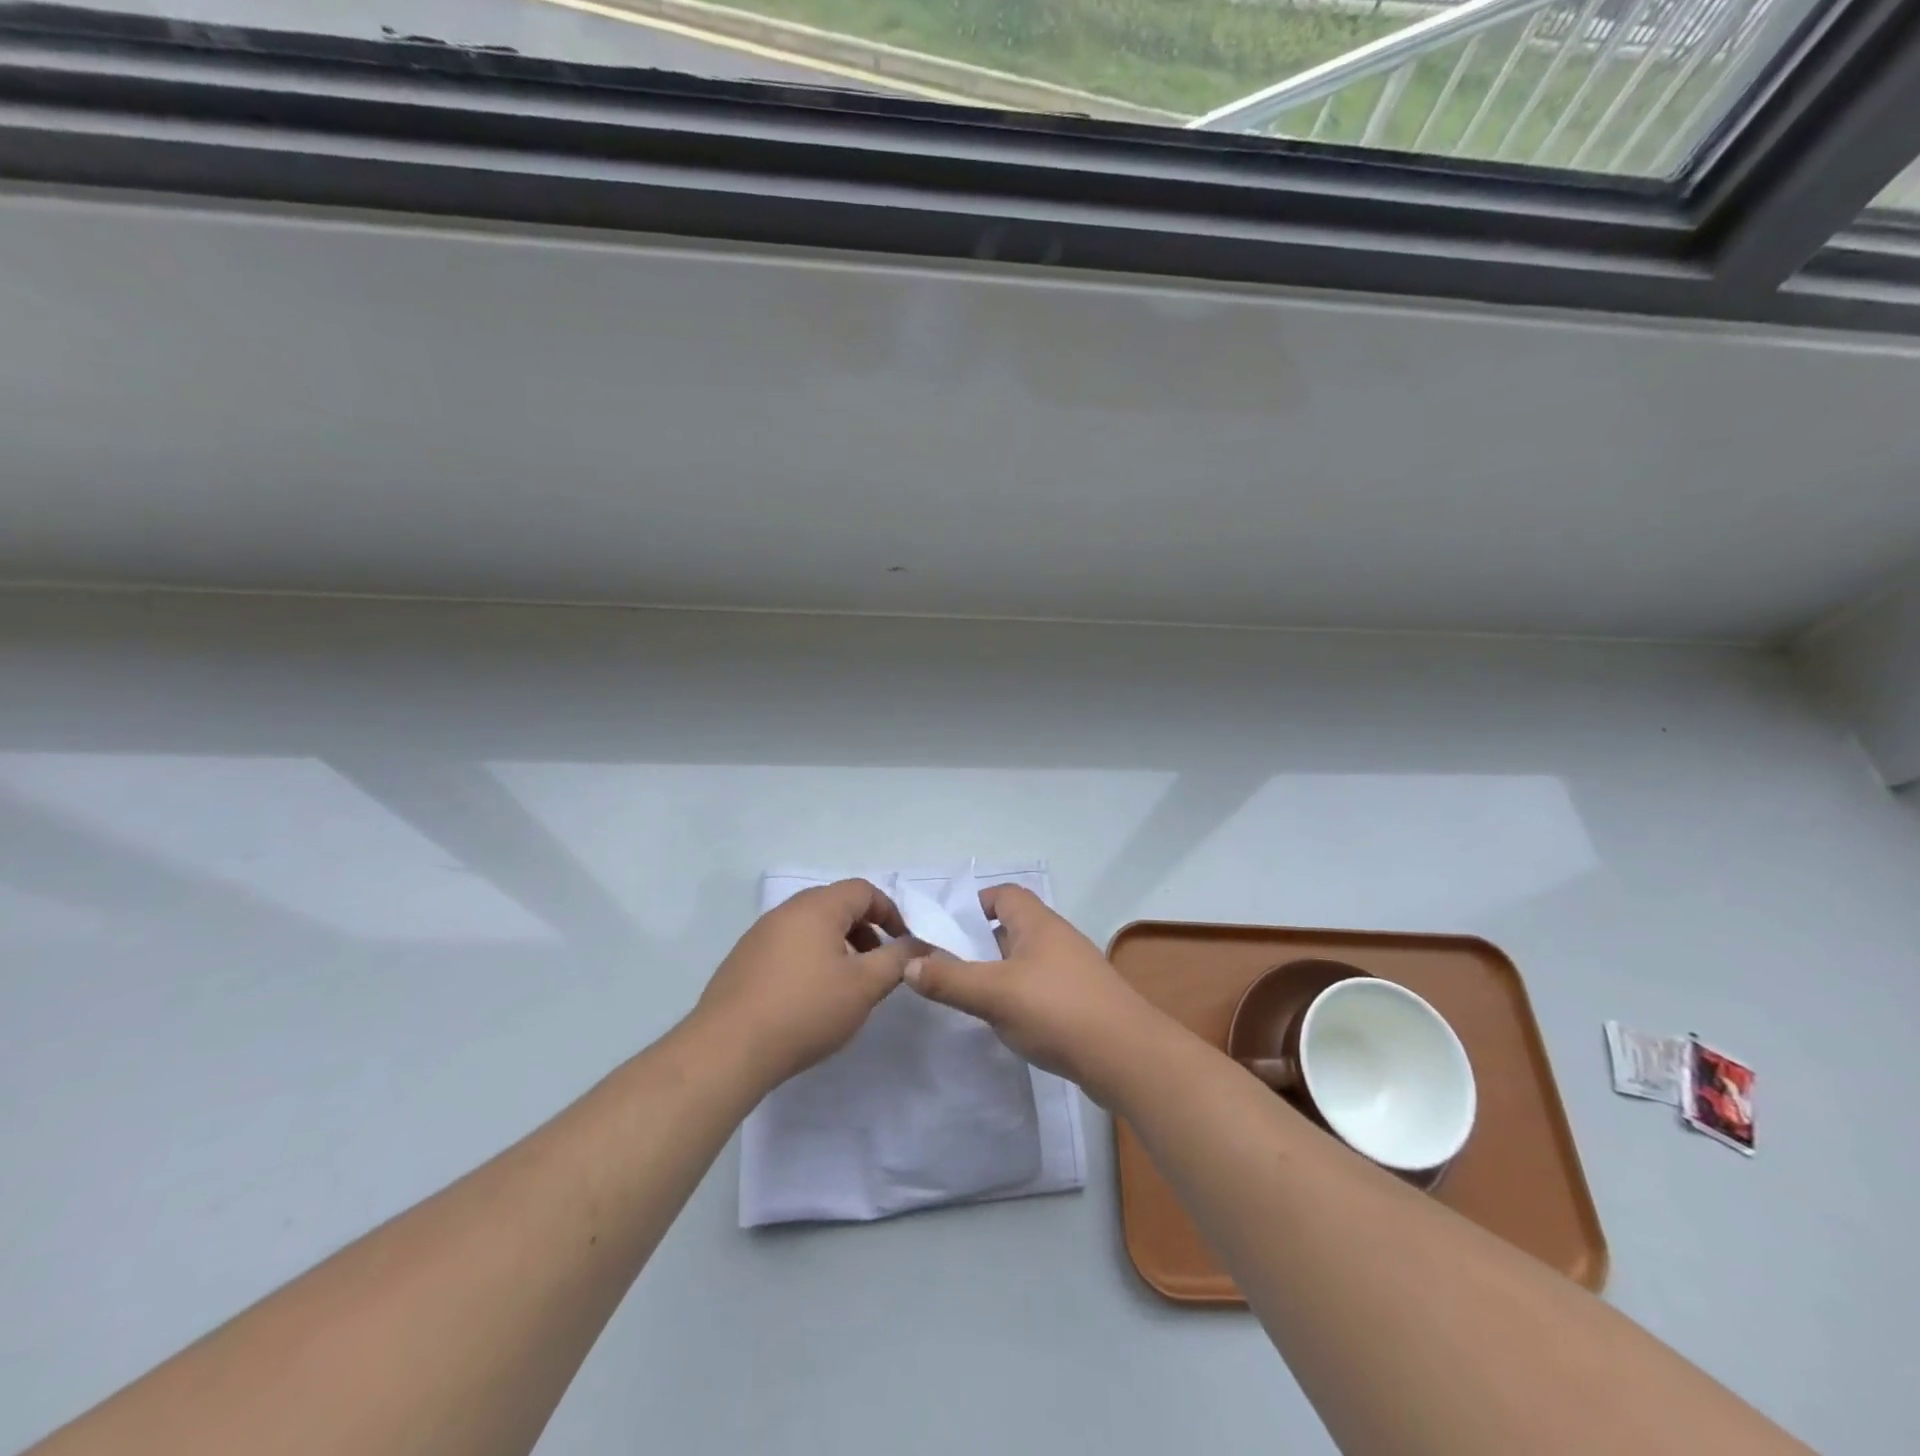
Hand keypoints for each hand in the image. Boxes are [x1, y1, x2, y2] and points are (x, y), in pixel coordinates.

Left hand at [696, 879, 913, 1090]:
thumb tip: (917, 946)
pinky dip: (810, 960)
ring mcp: (759, 935)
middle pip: (835, 906)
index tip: (903, 944)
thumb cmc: (805, 1010)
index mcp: (817, 907)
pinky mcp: (742, 962)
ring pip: (810, 928)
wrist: (727, 1050)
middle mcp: (786, 911)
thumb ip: (897, 961)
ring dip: (837, 947)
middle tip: (877, 965)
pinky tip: (809, 999)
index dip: (890, 912)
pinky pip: (787, 947)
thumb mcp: (864, 986)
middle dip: (864, 931)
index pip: (863, 891)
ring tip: (846, 985)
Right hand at [901, 884, 1156, 1097]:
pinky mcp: (1083, 1001)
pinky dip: (1021, 996)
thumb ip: (948, 979)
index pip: (1004, 894)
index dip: (975, 905)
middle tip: (949, 966)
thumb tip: (909, 964)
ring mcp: (1074, 970)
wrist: (1127, 1057)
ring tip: (972, 997)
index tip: (947, 929)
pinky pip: (1042, 987)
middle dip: (981, 943)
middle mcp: (1058, 938)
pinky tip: (1009, 1021)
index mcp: (1038, 923)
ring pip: (1027, 960)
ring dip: (1000, 972)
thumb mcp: (993, 994)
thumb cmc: (1057, 1011)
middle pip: (1013, 927)